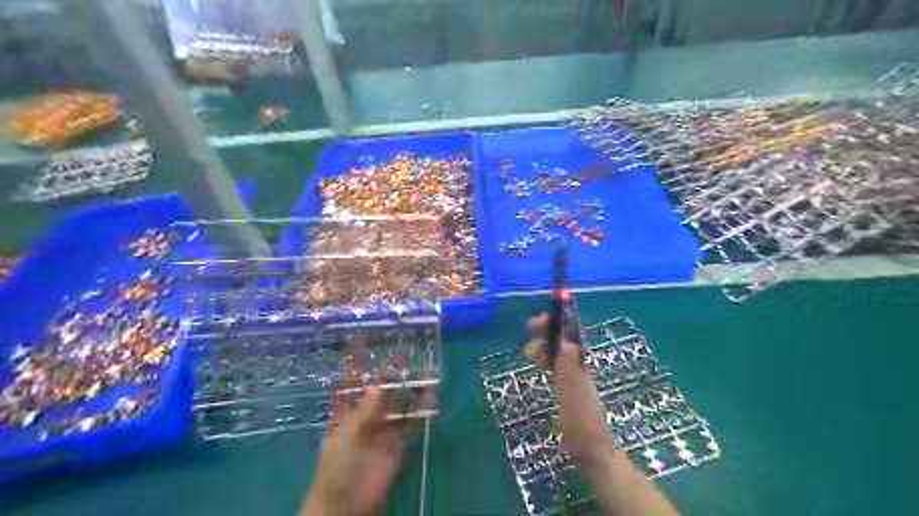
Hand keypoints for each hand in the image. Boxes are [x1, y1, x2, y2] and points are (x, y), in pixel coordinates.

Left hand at [301, 341, 431, 514]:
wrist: (346, 505)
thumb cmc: (336, 468)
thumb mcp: (346, 436)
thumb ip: (364, 412)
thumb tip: (379, 385)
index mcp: (347, 410)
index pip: (351, 379)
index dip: (356, 359)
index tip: (363, 336)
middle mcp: (367, 414)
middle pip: (381, 387)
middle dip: (392, 370)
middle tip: (406, 349)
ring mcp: (384, 427)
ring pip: (400, 402)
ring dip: (411, 388)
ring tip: (427, 370)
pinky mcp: (399, 442)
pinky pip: (412, 422)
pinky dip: (422, 410)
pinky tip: (432, 397)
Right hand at [525, 315, 680, 515]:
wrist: (590, 449)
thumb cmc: (580, 420)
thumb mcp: (571, 391)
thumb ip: (568, 365)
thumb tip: (566, 339)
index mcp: (580, 364)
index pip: (568, 335)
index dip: (553, 325)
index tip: (535, 323)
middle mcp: (579, 367)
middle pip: (562, 343)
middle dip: (545, 337)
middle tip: (527, 348)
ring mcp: (574, 378)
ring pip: (558, 355)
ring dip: (544, 350)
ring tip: (529, 357)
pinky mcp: (569, 390)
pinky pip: (557, 368)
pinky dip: (546, 362)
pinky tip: (539, 367)